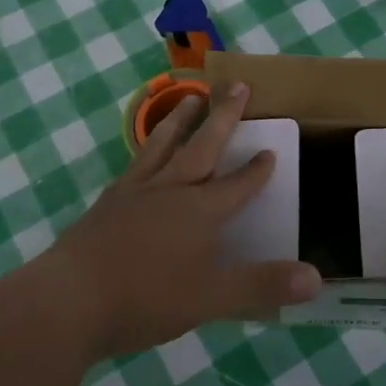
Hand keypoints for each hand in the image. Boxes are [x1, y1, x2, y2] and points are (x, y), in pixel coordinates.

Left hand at [32, 82, 321, 360]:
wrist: (67, 301)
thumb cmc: (144, 298)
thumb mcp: (211, 298)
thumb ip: (262, 286)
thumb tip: (317, 279)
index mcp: (199, 212)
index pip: (237, 185)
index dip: (257, 170)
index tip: (272, 149)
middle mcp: (169, 191)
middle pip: (202, 146)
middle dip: (223, 116)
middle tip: (237, 85)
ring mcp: (134, 193)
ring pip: (163, 145)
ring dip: (181, 120)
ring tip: (190, 97)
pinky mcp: (106, 204)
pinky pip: (134, 165)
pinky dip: (147, 150)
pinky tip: (145, 156)